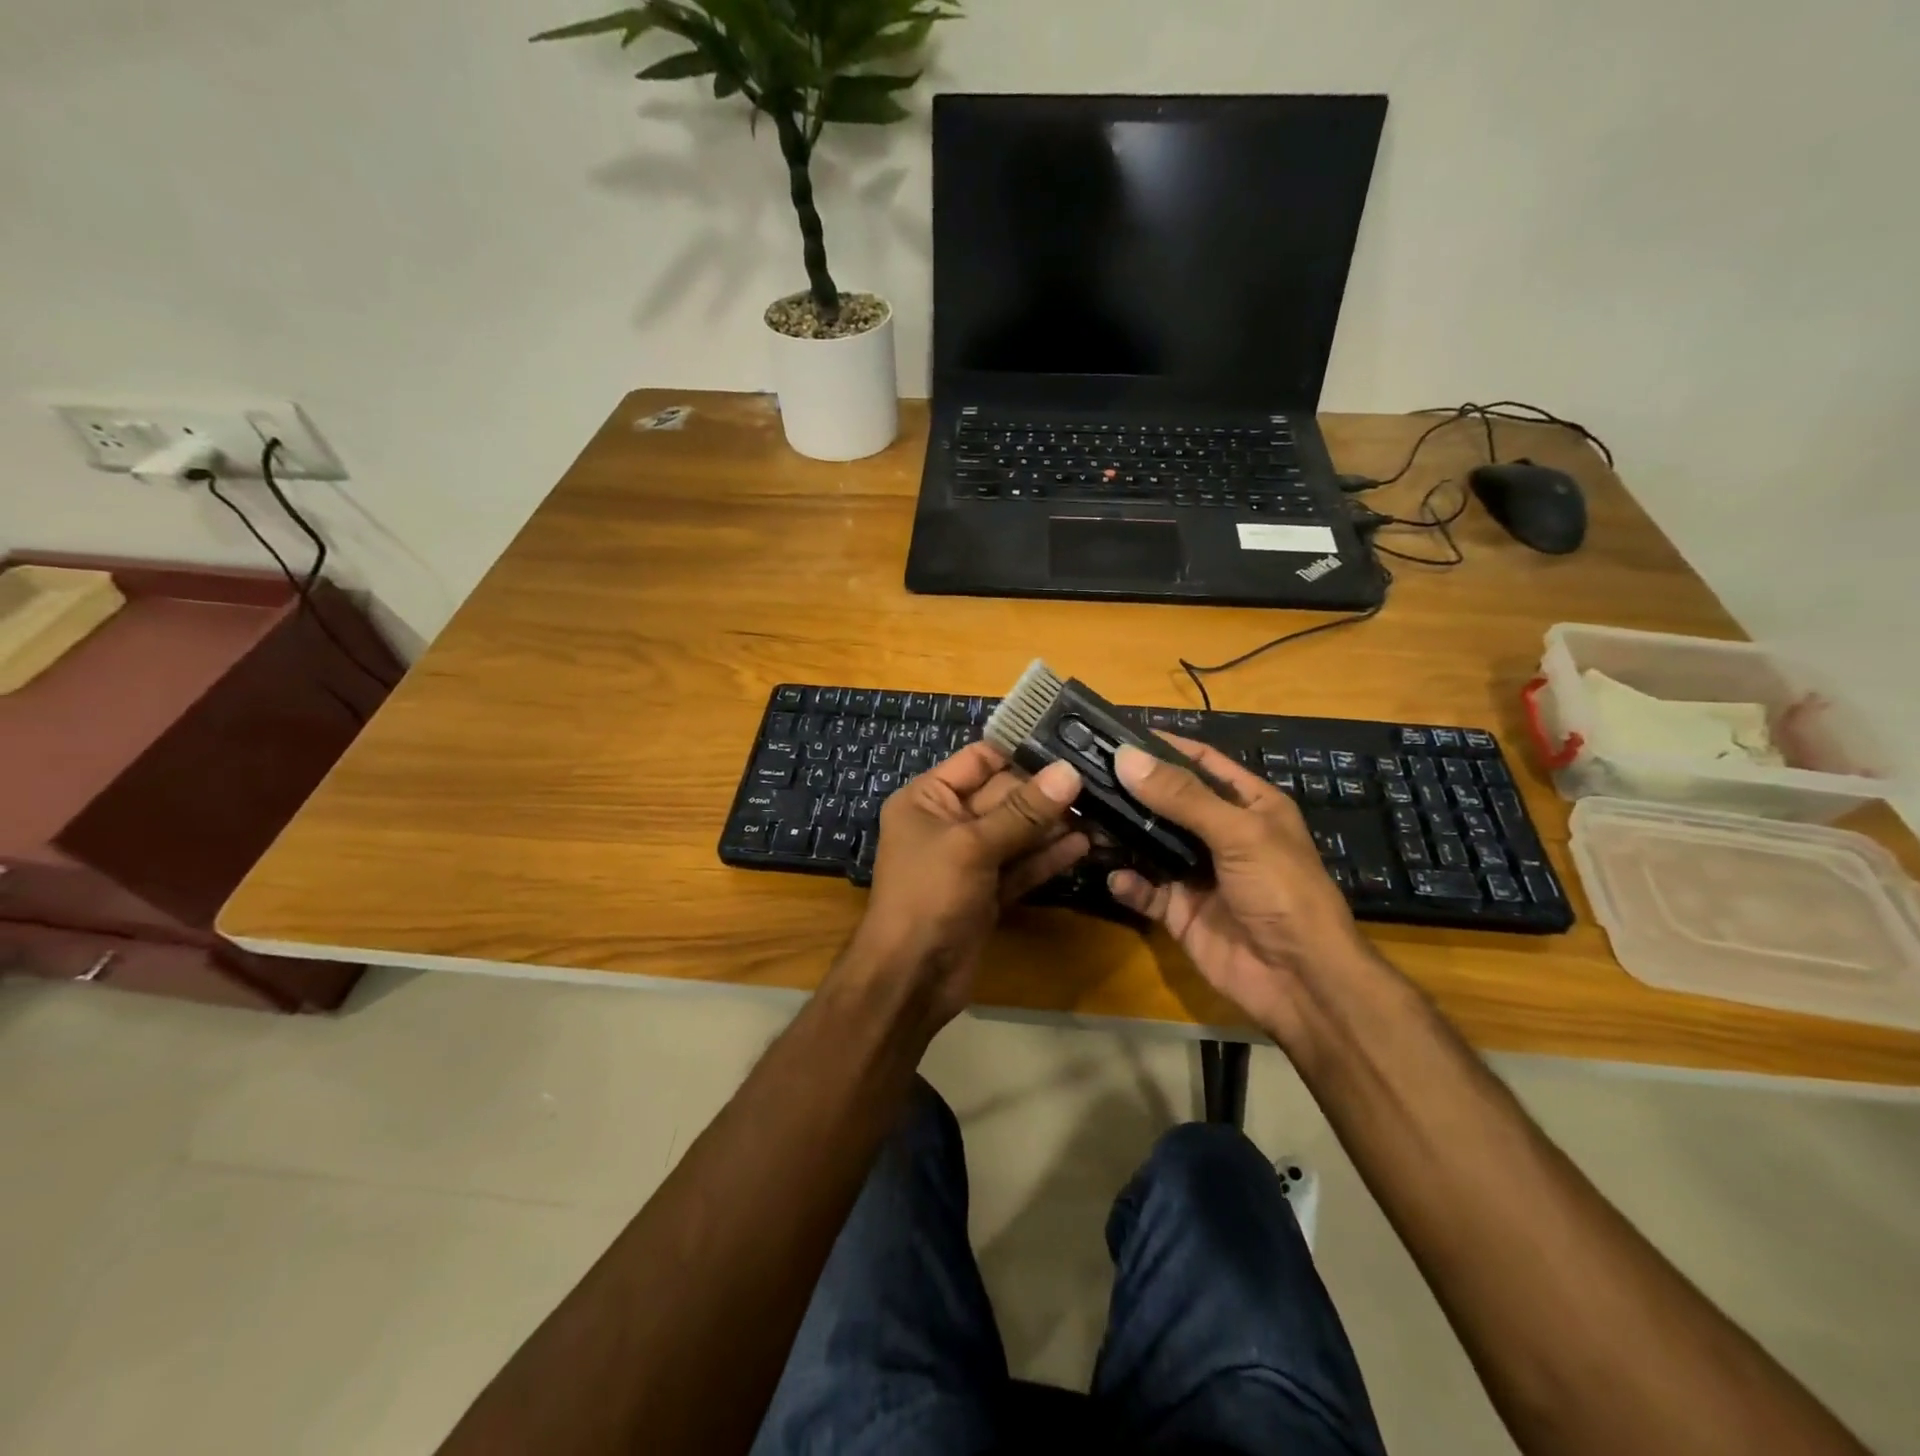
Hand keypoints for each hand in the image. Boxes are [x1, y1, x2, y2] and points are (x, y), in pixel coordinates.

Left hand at [842, 742, 1087, 1028]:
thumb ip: (1023, 811)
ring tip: (1102, 810)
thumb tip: (1069, 772)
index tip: (1069, 740)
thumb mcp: (972, 845)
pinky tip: (1084, 845)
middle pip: (1004, 795)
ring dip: (1054, 824)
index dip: (1020, 750)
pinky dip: (1048, 857)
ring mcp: (970, 859)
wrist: (910, 978)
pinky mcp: (989, 891)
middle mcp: (948, 822)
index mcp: (927, 798)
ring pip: (1018, 832)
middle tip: (1098, 778)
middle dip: (1046, 790)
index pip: (979, 760)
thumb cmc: (928, 895)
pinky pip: (1022, 865)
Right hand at [1106, 736, 1378, 1049]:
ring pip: (1149, 844)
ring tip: (1082, 817)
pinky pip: (1145, 890)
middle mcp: (1220, 834)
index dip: (1163, 746)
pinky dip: (1127, 883)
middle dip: (1130, 789)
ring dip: (1120, 833)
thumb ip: (1182, 796)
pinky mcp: (1179, 910)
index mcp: (1248, 805)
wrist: (1299, 979)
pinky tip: (1113, 876)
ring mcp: (1197, 873)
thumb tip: (1126, 757)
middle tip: (1082, 773)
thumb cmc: (1282, 890)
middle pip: (1167, 802)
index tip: (1115, 733)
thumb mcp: (1238, 833)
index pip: (1200, 762)